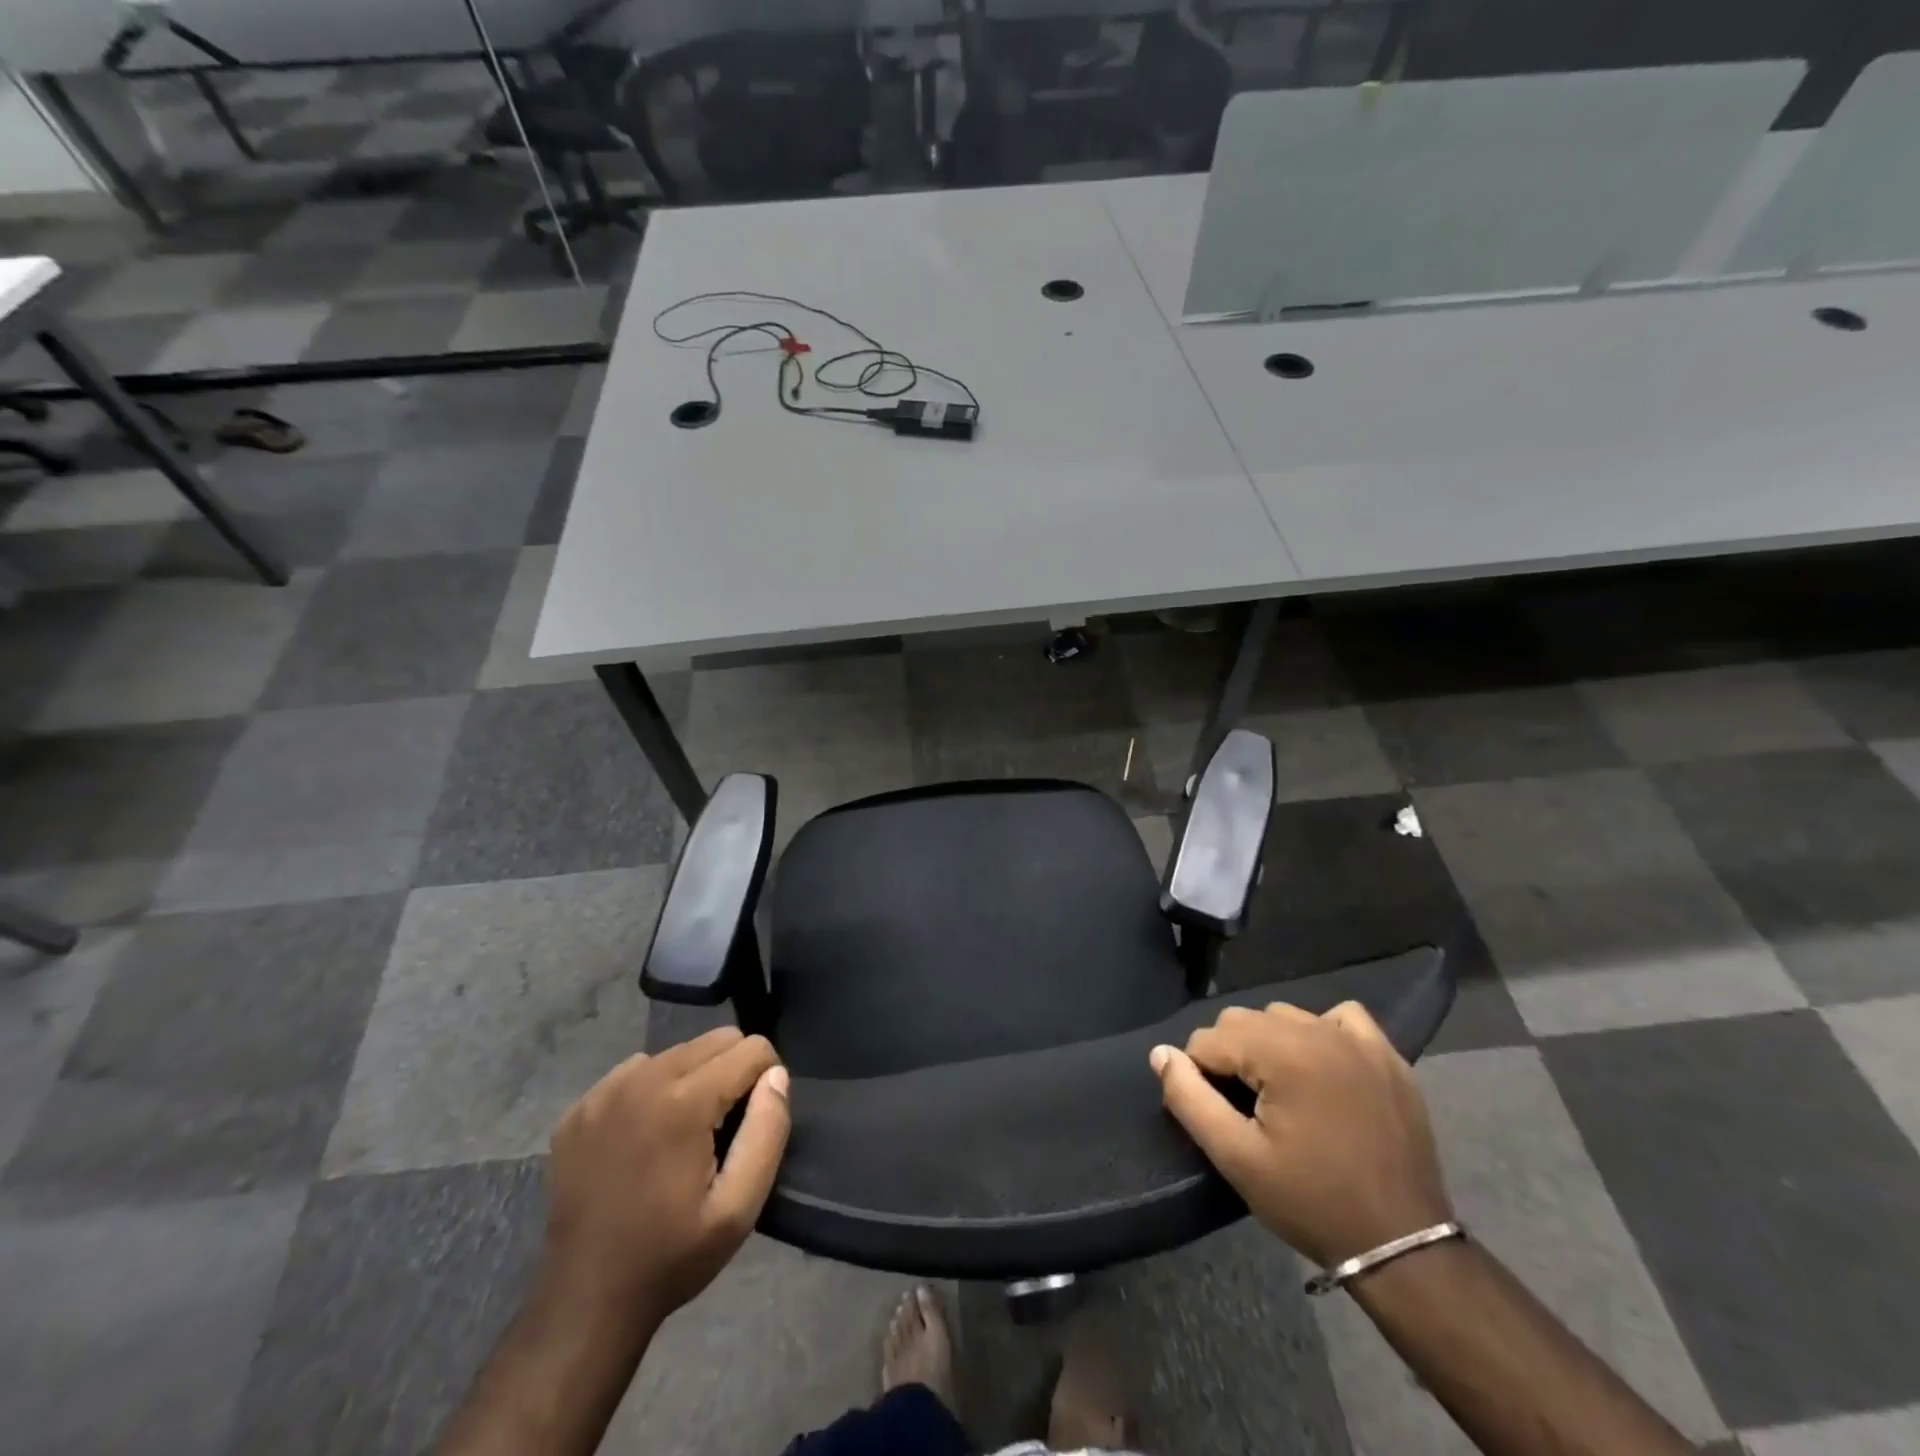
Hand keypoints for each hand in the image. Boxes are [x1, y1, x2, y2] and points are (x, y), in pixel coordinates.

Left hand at [544, 1027, 790, 1325]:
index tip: (753, 1122)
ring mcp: (605, 1091)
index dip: (766, 1079)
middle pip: (715, 1039)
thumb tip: (776, 1075)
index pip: (751, 1048)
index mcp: (684, 1102)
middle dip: (732, 1072)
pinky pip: (636, 1070)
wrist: (585, 1302)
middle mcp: (643, 1080)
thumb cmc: (671, 1257)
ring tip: (685, 1133)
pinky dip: (653, 1089)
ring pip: (677, 1051)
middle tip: (724, 1128)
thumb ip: (768, 1131)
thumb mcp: (739, 1208)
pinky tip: (646, 1137)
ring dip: (693, 1078)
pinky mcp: (580, 1107)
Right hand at [1151, 1001, 1451, 1267]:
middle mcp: (1317, 1031)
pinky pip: (1340, 1017)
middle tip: (1244, 1107)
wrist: (1403, 1246)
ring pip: (1285, 1015)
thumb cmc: (1311, 1202)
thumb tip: (1161, 1054)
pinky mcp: (1388, 1056)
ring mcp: (1358, 1041)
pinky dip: (1321, 1031)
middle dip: (1231, 1056)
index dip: (1200, 1075)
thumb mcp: (1236, 1158)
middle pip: (1243, 1020)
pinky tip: (1321, 1066)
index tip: (1218, 1114)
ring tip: (1279, 1091)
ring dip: (1270, 1043)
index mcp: (1281, 1052)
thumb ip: (1189, 1099)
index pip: (1209, 1038)